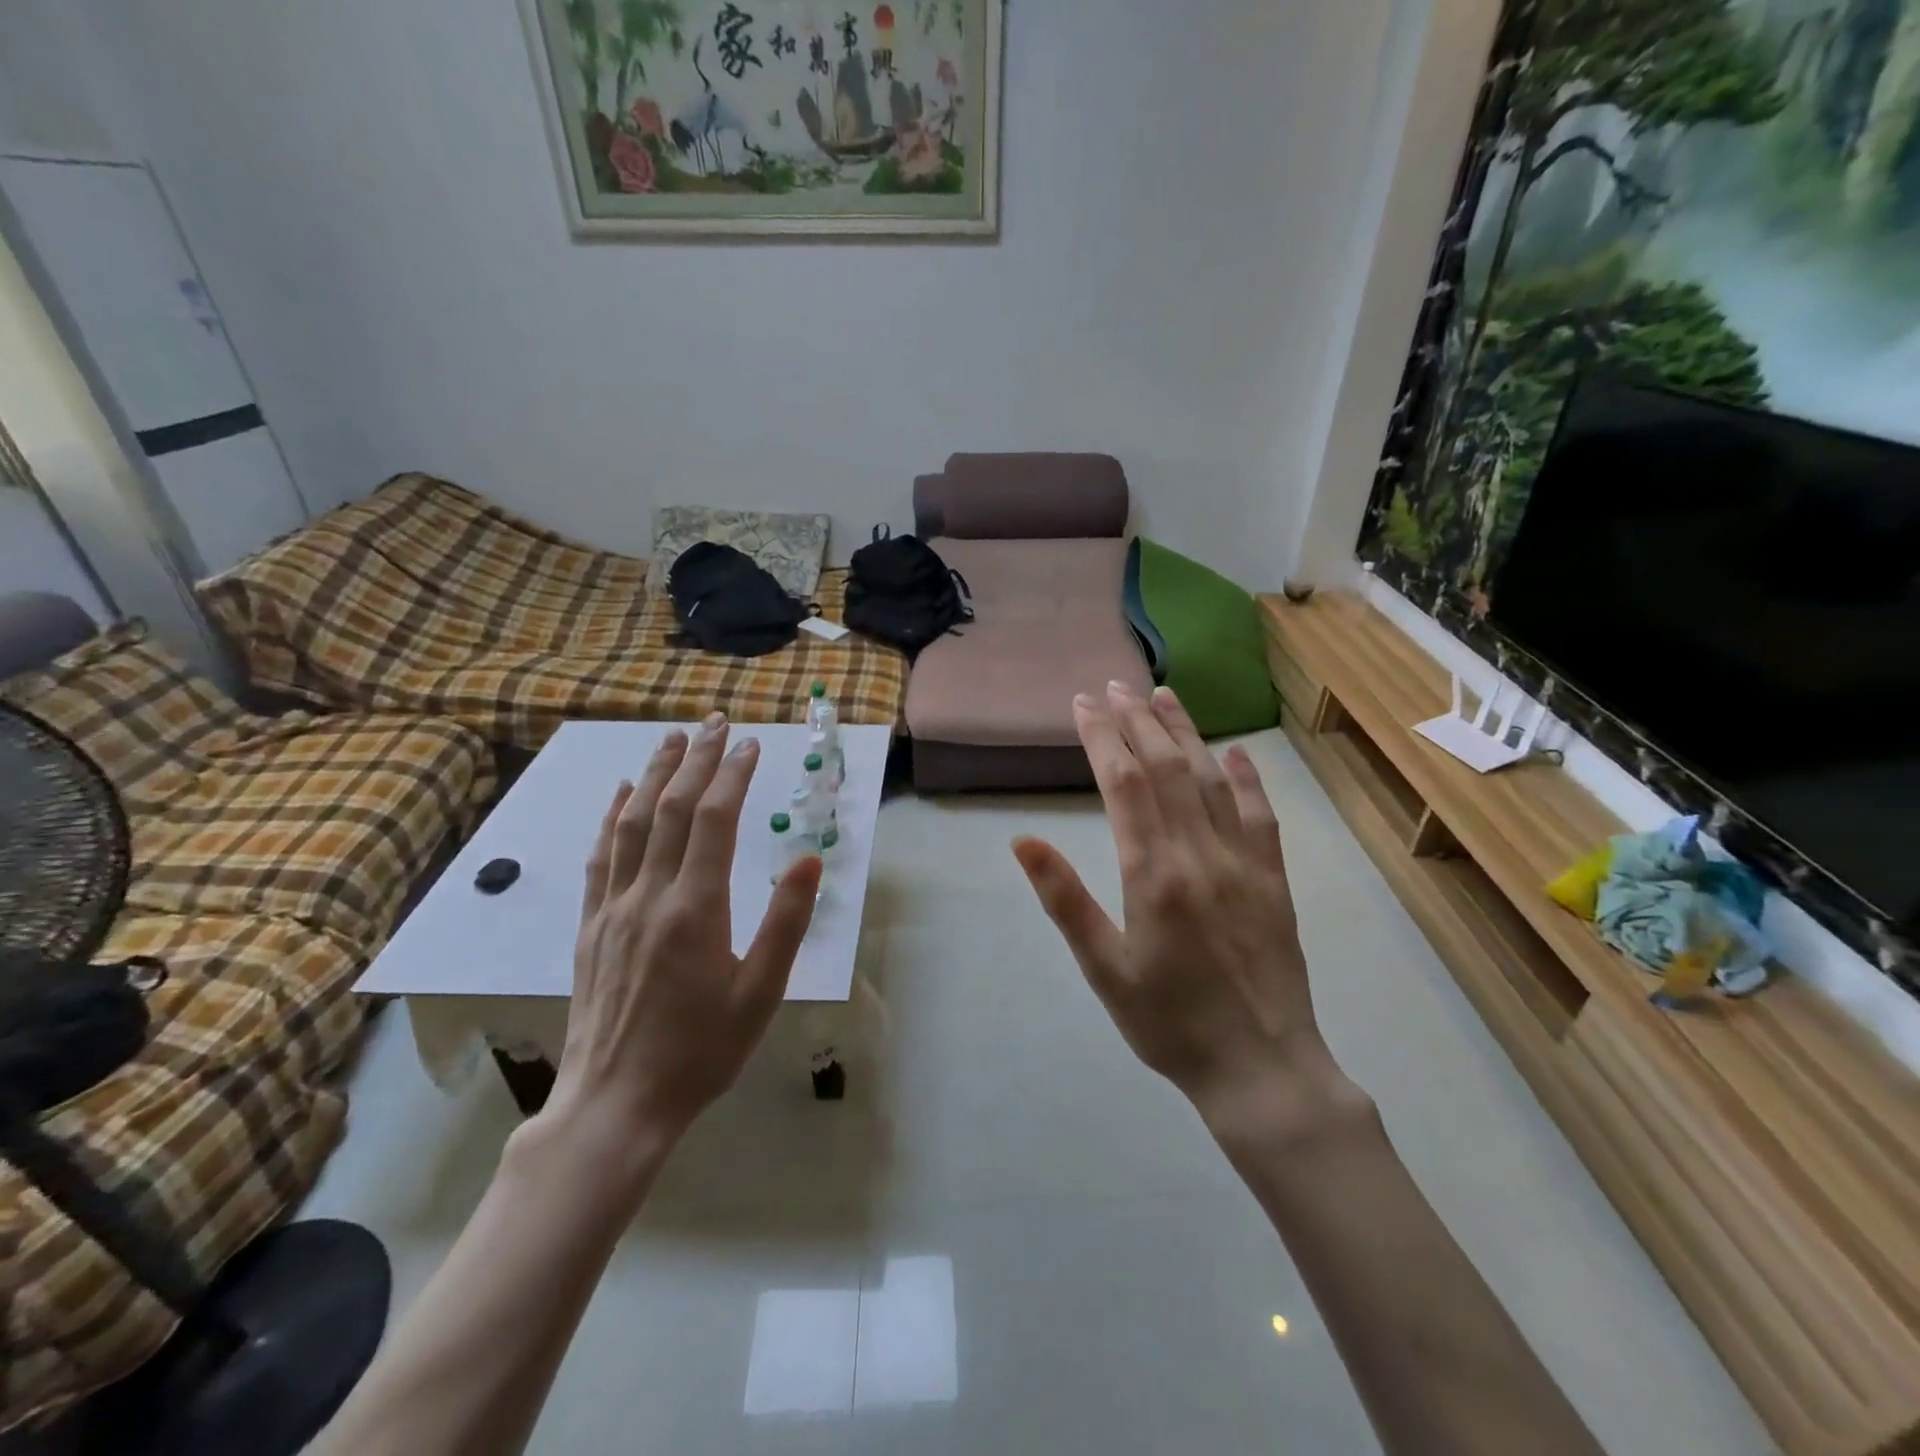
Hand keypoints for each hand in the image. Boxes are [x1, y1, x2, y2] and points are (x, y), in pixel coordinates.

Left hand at [545, 712, 823, 1170]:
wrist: (616, 1104)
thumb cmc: (701, 1051)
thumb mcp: (761, 994)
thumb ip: (785, 922)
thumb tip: (808, 860)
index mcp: (695, 910)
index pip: (714, 820)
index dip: (732, 774)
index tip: (751, 743)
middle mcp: (649, 895)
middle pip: (672, 808)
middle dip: (696, 758)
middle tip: (716, 721)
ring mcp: (613, 908)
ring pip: (632, 822)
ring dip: (655, 774)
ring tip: (673, 738)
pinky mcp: (591, 925)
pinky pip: (602, 856)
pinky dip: (613, 815)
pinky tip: (622, 793)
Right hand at [1013, 684, 1362, 1148]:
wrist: (1261, 1069)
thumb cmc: (1168, 1024)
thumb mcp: (1102, 969)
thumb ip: (1065, 899)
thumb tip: (1023, 839)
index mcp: (1153, 874)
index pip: (1122, 784)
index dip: (1101, 737)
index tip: (1083, 704)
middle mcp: (1200, 854)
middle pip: (1165, 768)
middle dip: (1137, 720)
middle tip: (1115, 685)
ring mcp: (1244, 862)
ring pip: (1211, 780)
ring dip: (1186, 733)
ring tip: (1164, 695)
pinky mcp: (1274, 879)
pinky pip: (1262, 815)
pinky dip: (1246, 778)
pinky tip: (1234, 753)